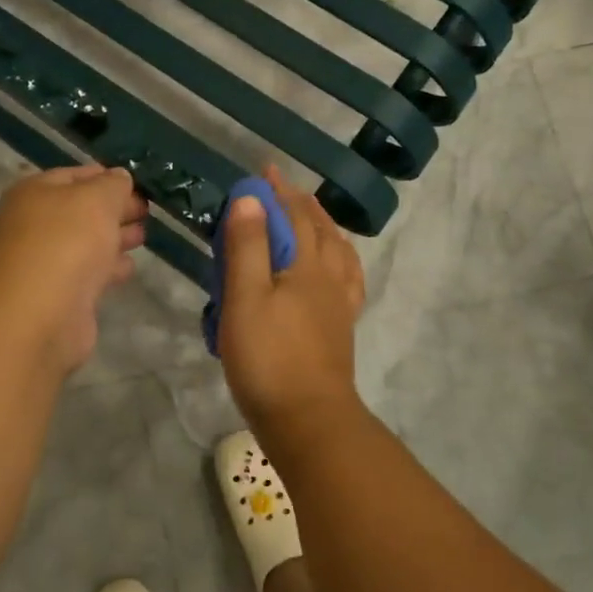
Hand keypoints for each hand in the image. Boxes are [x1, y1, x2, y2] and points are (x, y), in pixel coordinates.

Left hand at [0, 165, 147, 377]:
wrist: (39, 315)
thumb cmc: (66, 243)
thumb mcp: (97, 199)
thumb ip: (113, 184)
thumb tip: (120, 178)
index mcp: (34, 193)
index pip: (74, 175)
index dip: (106, 176)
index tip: (137, 182)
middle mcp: (34, 224)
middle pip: (81, 210)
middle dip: (114, 209)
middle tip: (146, 210)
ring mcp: (45, 262)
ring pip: (86, 242)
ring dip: (114, 237)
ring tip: (143, 235)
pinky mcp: (59, 294)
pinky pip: (88, 272)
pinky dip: (109, 267)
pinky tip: (130, 266)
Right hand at [218, 167, 365, 433]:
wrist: (308, 420)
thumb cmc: (269, 357)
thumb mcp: (245, 298)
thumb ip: (248, 246)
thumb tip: (250, 198)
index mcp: (306, 266)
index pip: (295, 217)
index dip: (278, 192)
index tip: (264, 171)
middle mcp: (329, 278)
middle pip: (320, 231)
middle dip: (300, 205)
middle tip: (282, 189)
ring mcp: (339, 305)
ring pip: (339, 253)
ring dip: (325, 228)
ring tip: (313, 218)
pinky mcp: (340, 328)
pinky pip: (347, 280)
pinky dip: (341, 261)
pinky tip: (335, 269)